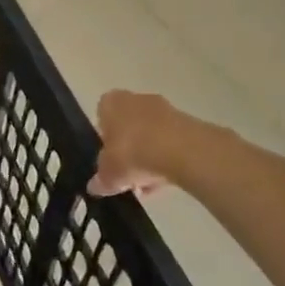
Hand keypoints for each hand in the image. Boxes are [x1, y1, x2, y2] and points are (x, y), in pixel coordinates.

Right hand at [89, 90, 204, 197]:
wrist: (182, 151)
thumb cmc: (132, 153)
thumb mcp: (108, 174)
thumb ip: (101, 180)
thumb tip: (95, 186)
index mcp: (111, 102)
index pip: (102, 115)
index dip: (104, 138)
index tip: (108, 158)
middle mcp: (136, 99)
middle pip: (128, 125)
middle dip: (128, 149)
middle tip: (127, 174)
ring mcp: (165, 109)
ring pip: (151, 135)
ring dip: (149, 156)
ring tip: (148, 185)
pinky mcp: (188, 124)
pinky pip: (171, 143)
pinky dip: (168, 159)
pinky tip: (166, 181)